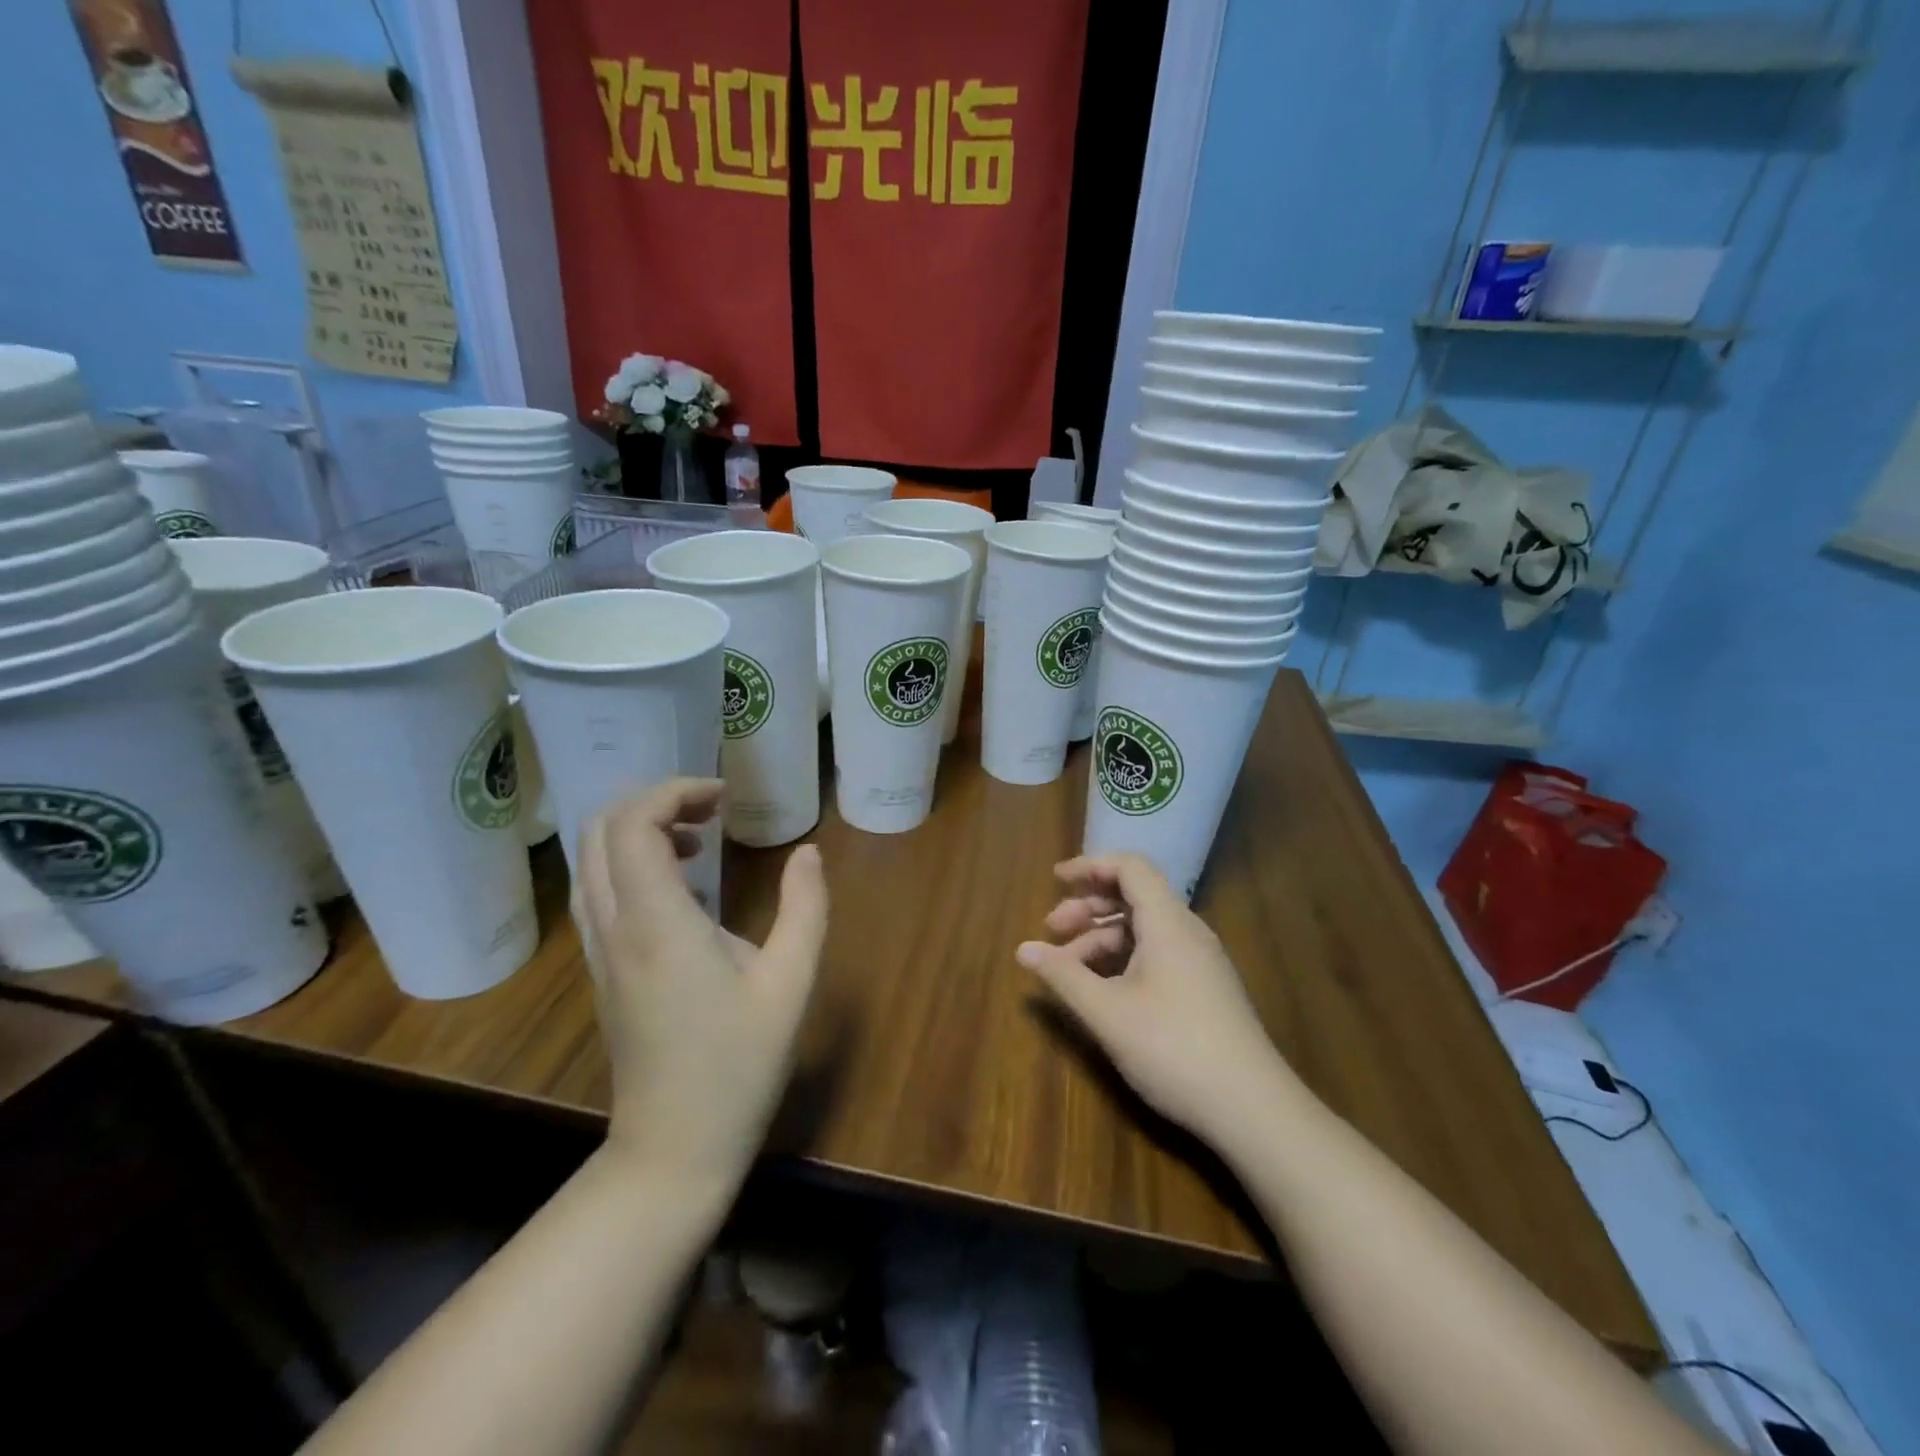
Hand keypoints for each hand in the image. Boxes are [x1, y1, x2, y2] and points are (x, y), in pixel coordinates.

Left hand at [575, 779, 827, 1193]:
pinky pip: (600, 892)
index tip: (724, 797)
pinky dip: (631, 865)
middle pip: (599, 832)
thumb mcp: (791, 984)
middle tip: (711, 810)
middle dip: (652, 802)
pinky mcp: (603, 971)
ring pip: (591, 862)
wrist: (672, 1151)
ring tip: (700, 840)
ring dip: (639, 832)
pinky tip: (684, 888)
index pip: (632, 825)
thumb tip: (809, 852)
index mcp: (657, 923)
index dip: (673, 792)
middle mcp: (615, 928)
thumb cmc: (737, 1066)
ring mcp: (600, 951)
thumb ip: (806, 908)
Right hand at [1017, 853, 1293, 1147]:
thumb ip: (1063, 976)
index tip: (1055, 880)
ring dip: (1102, 937)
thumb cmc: (1173, 1048)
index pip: (1130, 867)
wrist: (1252, 1109)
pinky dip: (1124, 959)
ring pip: (1144, 929)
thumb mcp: (1107, 1013)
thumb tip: (1022, 949)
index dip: (1090, 866)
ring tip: (1069, 968)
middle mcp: (1187, 931)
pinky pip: (1158, 953)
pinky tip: (1103, 989)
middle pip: (1134, 896)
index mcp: (1168, 922)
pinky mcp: (1205, 988)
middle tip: (1052, 930)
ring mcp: (1200, 961)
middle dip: (1088, 906)